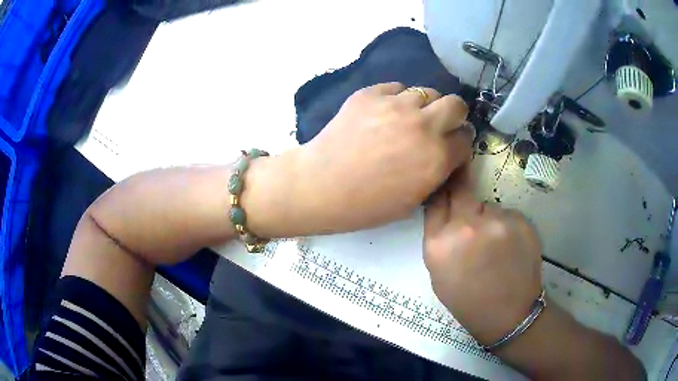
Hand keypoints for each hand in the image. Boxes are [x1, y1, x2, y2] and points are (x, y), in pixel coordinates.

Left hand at [294, 83, 472, 232]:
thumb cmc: (366, 204)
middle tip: (439, 124)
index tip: (452, 145)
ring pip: (427, 91)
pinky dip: (397, 98)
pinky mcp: (371, 94)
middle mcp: (423, 125)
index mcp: (437, 157)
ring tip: (409, 117)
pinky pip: (396, 88)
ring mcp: (396, 105)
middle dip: (453, 114)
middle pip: (456, 104)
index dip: (460, 142)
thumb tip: (446, 153)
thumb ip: (437, 173)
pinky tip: (384, 113)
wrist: (321, 185)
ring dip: (424, 105)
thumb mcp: (413, 200)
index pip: (466, 138)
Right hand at [423, 168, 542, 345]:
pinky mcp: (522, 220)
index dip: (441, 190)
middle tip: (470, 214)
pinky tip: (510, 248)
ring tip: (495, 246)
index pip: (436, 198)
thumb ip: (439, 235)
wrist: (508, 314)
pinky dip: (506, 226)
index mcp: (440, 243)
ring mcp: (498, 221)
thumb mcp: (439, 272)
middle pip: (461, 190)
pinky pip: (507, 214)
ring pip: (488, 206)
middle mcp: (467, 226)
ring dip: (487, 218)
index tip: (445, 183)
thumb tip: (445, 204)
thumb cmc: (468, 299)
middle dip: (463, 196)